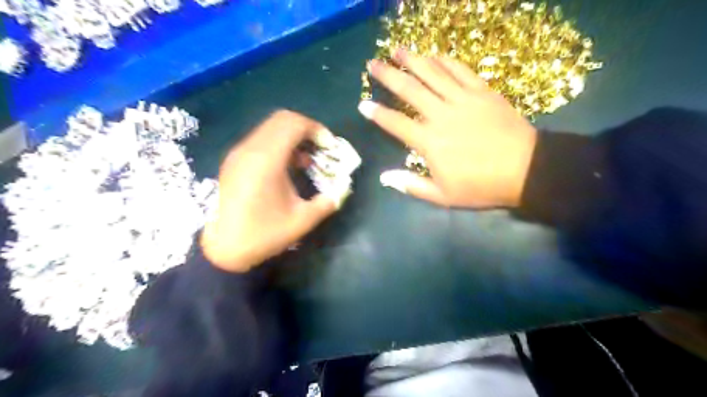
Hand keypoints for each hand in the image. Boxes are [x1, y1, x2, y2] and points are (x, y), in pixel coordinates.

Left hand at [201, 111, 342, 272]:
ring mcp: (239, 153)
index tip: (329, 146)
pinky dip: (279, 144)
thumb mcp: (302, 221)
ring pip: (270, 128)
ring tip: (306, 161)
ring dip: (292, 137)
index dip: (316, 129)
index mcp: (267, 160)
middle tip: (320, 149)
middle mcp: (250, 149)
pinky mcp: (234, 161)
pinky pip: (260, 140)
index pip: (294, 124)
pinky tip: (287, 167)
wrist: (222, 249)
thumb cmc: (263, 234)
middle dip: (306, 130)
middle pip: (282, 120)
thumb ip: (327, 203)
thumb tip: (342, 191)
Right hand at [360, 49, 535, 207]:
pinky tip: (434, 56)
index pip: (395, 123)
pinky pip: (459, 70)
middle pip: (409, 89)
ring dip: (413, 59)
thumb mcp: (443, 196)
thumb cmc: (481, 186)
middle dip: (388, 74)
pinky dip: (445, 61)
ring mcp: (462, 99)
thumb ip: (411, 185)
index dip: (376, 113)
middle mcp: (440, 115)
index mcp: (429, 141)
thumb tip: (384, 177)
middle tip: (373, 63)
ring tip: (398, 50)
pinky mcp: (482, 91)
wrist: (526, 170)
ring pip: (432, 73)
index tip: (362, 104)